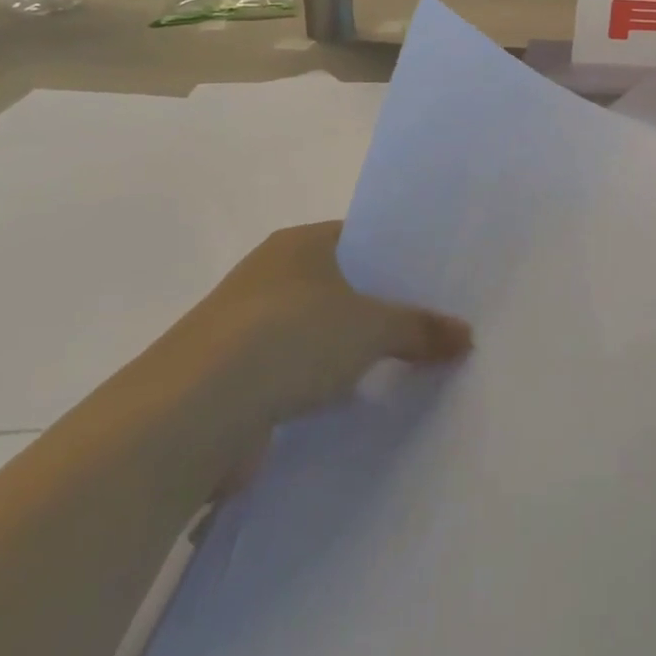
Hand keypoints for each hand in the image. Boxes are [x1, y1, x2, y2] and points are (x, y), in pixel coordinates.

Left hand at [173, 220, 471, 436]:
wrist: (187, 417)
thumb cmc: (289, 339)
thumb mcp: (372, 327)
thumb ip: (421, 328)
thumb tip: (467, 336)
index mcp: (299, 243)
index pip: (361, 237)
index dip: (398, 257)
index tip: (435, 280)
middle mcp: (269, 275)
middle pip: (341, 285)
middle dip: (380, 307)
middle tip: (432, 324)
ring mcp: (244, 329)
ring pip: (316, 332)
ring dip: (349, 351)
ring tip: (403, 366)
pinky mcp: (231, 380)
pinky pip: (293, 373)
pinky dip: (320, 386)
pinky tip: (355, 403)